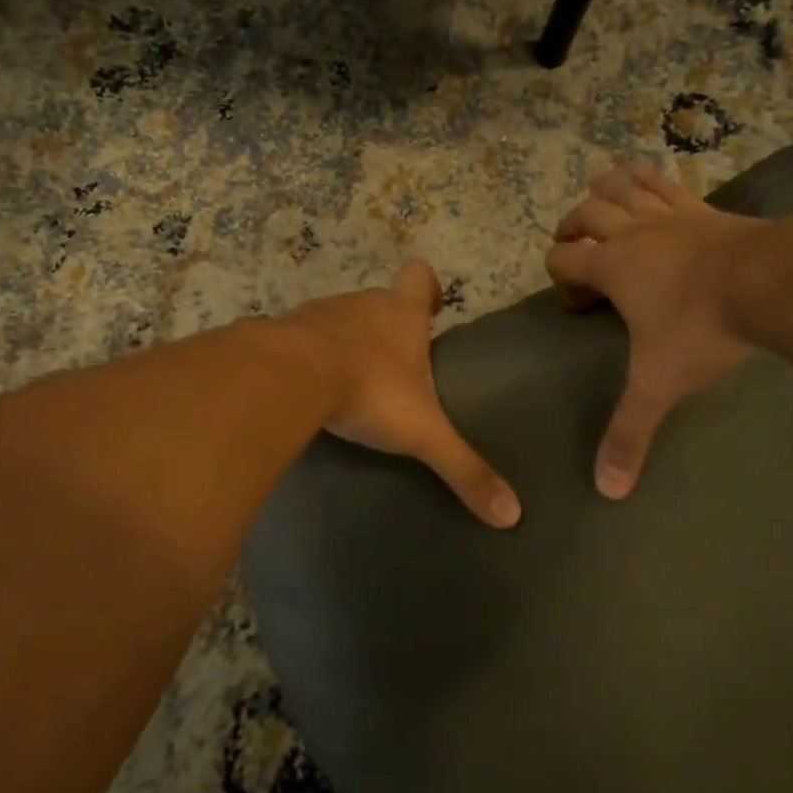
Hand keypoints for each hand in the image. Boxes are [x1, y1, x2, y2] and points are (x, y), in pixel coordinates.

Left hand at [282, 261, 521, 528]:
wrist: (286, 378)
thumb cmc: (368, 390)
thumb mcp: (422, 433)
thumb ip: (463, 468)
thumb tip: (512, 515)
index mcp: (400, 314)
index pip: (419, 276)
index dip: (427, 288)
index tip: (431, 311)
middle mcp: (361, 305)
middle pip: (379, 303)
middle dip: (388, 329)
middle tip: (397, 368)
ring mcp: (318, 315)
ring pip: (339, 320)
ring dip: (348, 344)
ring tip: (353, 384)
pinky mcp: (281, 333)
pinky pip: (300, 341)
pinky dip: (307, 359)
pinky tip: (307, 391)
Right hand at [546, 165, 761, 498]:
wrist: (769, 282)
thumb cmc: (701, 329)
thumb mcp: (659, 384)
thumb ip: (630, 433)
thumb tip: (606, 490)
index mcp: (610, 267)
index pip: (562, 259)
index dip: (559, 276)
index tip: (576, 303)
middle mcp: (631, 234)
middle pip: (585, 214)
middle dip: (572, 227)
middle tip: (574, 246)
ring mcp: (668, 215)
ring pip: (622, 187)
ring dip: (605, 190)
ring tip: (599, 197)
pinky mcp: (703, 207)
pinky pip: (668, 182)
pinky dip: (651, 178)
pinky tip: (650, 178)